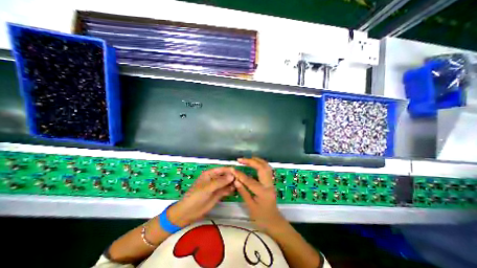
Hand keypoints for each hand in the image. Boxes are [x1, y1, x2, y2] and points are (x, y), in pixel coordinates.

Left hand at [166, 168, 235, 226]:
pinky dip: (230, 190)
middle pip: (225, 175)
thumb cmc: (196, 196)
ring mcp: (217, 186)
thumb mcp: (207, 188)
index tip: (238, 172)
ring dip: (232, 183)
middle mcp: (214, 178)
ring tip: (239, 185)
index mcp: (210, 174)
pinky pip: (226, 190)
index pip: (222, 169)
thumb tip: (232, 176)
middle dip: (232, 177)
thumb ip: (220, 182)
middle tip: (241, 180)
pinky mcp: (218, 194)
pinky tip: (234, 190)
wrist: (188, 212)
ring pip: (227, 183)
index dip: (229, 170)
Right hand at [232, 157, 283, 230]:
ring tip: (247, 159)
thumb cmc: (261, 218)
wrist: (275, 222)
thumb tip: (235, 180)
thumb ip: (243, 192)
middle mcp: (268, 185)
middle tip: (241, 159)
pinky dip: (260, 164)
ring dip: (257, 160)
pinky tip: (254, 163)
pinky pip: (267, 169)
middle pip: (262, 168)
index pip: (249, 180)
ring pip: (266, 166)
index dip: (240, 174)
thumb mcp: (250, 207)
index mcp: (263, 192)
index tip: (232, 169)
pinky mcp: (271, 182)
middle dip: (251, 161)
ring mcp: (271, 182)